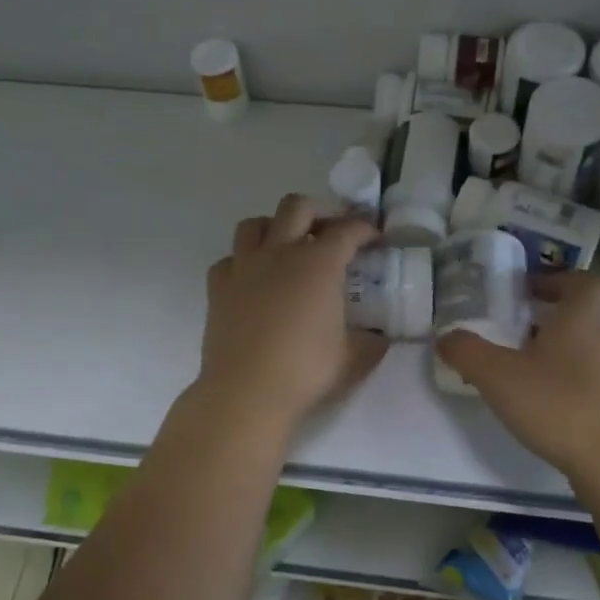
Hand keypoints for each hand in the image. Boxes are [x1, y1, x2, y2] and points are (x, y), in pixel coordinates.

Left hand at [195, 194, 387, 429]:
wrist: (246, 392)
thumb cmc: (305, 371)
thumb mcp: (354, 358)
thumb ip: (372, 341)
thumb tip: (381, 337)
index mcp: (319, 264)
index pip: (347, 230)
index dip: (364, 228)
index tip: (374, 236)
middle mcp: (280, 253)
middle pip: (297, 207)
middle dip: (319, 212)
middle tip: (331, 232)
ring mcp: (244, 267)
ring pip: (254, 224)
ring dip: (275, 227)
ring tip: (287, 246)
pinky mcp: (218, 288)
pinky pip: (229, 259)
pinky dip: (243, 261)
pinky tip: (253, 279)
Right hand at [436, 271, 599, 477]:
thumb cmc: (557, 406)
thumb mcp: (497, 376)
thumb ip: (466, 352)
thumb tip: (446, 337)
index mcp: (581, 321)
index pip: (583, 282)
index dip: (557, 279)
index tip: (528, 290)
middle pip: (579, 318)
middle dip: (545, 321)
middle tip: (510, 334)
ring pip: (582, 352)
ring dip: (553, 354)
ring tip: (518, 375)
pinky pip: (587, 383)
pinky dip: (564, 385)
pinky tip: (540, 408)